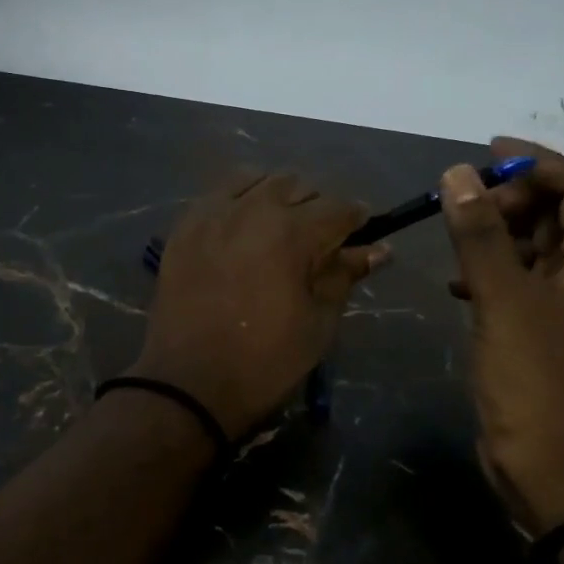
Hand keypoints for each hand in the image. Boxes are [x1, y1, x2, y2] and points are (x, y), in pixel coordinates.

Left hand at [131, 171, 390, 438]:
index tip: (361, 235)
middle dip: (317, 207)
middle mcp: (252, 209)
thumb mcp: (318, 323)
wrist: (188, 383)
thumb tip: (379, 249)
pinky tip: (242, 225)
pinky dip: (239, 199)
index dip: (358, 219)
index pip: (339, 208)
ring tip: (279, 227)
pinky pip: (219, 193)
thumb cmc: (264, 361)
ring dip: (277, 196)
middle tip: (319, 240)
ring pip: (257, 180)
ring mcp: (212, 213)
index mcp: (292, 233)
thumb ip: (344, 276)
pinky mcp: (184, 226)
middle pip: (298, 186)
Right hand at [440, 138, 563, 531]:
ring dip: (496, 234)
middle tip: (465, 200)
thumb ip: (480, 235)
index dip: (539, 164)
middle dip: (512, 198)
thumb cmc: (537, 379)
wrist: (555, 469)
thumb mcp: (504, 299)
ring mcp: (560, 310)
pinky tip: (456, 284)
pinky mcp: (534, 336)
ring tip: (455, 232)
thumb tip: (459, 173)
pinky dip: (486, 272)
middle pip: (557, 217)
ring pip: (532, 251)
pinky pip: (513, 284)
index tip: (490, 152)